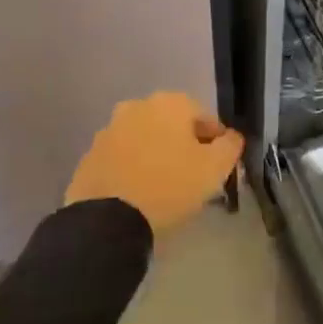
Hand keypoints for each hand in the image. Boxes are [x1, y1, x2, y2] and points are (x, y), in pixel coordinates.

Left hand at [65, 92, 244, 233]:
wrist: (107, 219)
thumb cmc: (170, 186)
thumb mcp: (215, 168)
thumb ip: (231, 146)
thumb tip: (232, 137)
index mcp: (170, 103)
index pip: (206, 118)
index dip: (217, 142)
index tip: (219, 167)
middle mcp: (137, 106)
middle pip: (173, 126)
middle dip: (184, 146)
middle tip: (193, 176)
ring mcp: (109, 130)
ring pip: (145, 140)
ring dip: (157, 155)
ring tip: (165, 187)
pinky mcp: (90, 156)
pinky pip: (122, 158)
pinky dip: (133, 169)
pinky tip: (139, 193)